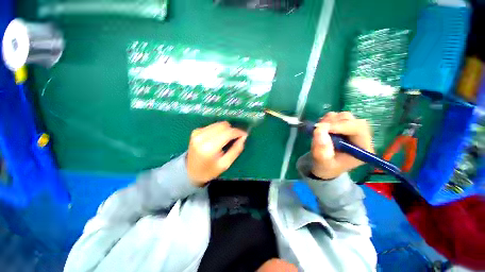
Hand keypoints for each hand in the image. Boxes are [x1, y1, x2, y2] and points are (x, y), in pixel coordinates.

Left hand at [187, 121, 247, 186]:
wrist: (190, 172)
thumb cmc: (209, 170)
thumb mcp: (225, 164)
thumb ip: (236, 149)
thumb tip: (243, 137)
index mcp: (209, 147)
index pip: (228, 133)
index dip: (238, 132)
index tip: (244, 134)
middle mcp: (202, 137)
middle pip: (223, 125)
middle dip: (232, 130)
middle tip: (236, 138)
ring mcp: (197, 133)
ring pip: (218, 124)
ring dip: (225, 129)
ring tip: (227, 138)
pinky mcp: (196, 131)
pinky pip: (212, 126)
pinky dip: (218, 130)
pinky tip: (218, 138)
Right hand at [311, 112, 373, 179]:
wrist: (324, 167)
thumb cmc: (326, 167)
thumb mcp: (322, 162)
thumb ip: (321, 148)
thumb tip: (319, 129)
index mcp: (362, 148)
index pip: (358, 129)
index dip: (341, 125)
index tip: (322, 127)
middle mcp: (361, 137)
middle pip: (353, 120)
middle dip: (335, 122)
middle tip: (319, 127)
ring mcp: (352, 131)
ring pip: (345, 117)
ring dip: (330, 120)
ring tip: (319, 129)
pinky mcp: (344, 127)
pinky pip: (337, 117)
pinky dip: (327, 119)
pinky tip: (321, 127)